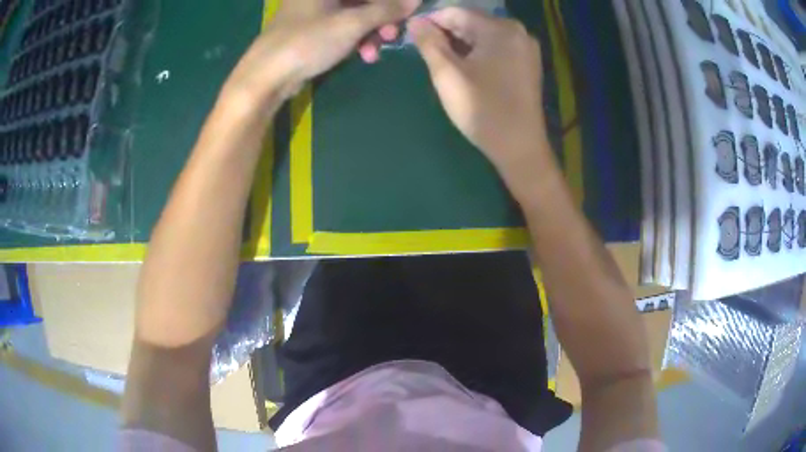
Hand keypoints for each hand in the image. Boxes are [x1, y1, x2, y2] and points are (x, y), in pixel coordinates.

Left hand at [225, 0, 420, 110]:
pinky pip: (343, 27)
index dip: (390, 1)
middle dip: (381, 17)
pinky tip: (363, 56)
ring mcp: (315, 11)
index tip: (406, 13)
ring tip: (374, 52)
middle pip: (363, 0)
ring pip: (355, 14)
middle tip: (393, 35)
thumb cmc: (307, 41)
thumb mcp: (352, 24)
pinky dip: (356, 39)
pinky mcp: (312, 29)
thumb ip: (386, 9)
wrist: (266, 76)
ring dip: (371, 32)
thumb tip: (415, 0)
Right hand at [408, 8, 547, 176]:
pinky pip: (496, 47)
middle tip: (426, 53)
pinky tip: (467, 68)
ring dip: (460, 44)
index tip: (411, 37)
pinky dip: (478, 52)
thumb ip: (428, 43)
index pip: (455, 12)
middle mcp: (517, 31)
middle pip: (471, 22)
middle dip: (446, 34)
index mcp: (500, 29)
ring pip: (483, 35)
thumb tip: (414, 21)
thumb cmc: (482, 110)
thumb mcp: (447, 75)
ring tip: (443, 62)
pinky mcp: (528, 62)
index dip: (430, 22)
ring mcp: (526, 47)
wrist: (519, 147)